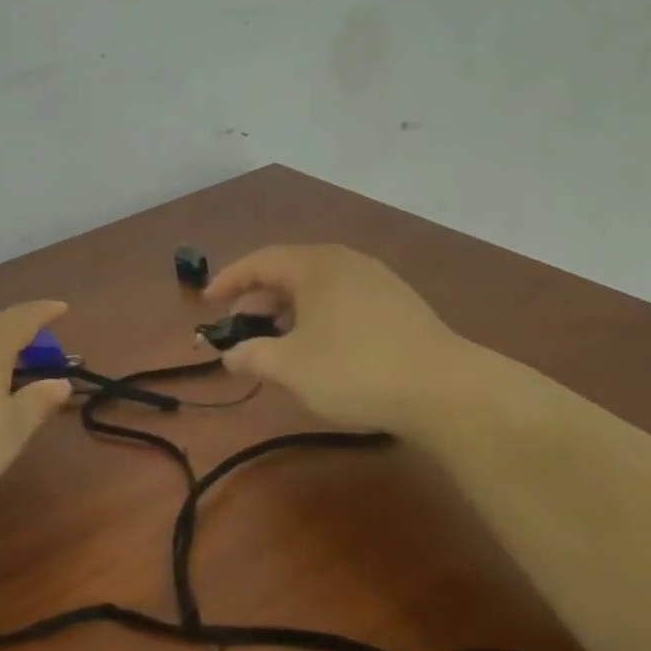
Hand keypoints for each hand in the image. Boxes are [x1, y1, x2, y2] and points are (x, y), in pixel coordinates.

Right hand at [205, 245, 471, 431]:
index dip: (229, 280)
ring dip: (288, 311)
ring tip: (274, 342)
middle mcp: (346, 262)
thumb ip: (252, 356)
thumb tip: (230, 355)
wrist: (443, 388)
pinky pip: (342, 301)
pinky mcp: (399, 305)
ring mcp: (377, 281)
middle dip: (258, 299)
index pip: (260, 261)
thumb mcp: (290, 367)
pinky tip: (318, 348)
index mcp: (316, 264)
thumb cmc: (354, 369)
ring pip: (318, 288)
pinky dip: (317, 318)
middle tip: (238, 327)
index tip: (207, 300)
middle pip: (290, 272)